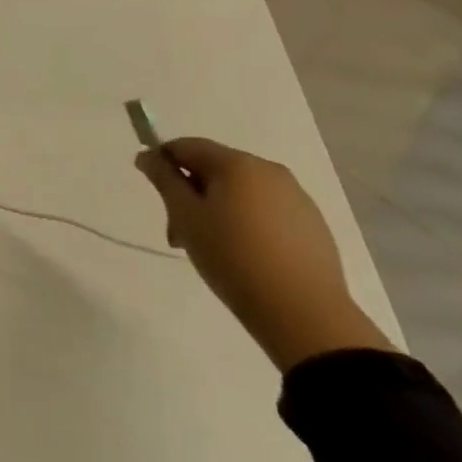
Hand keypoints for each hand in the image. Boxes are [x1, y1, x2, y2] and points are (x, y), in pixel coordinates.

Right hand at [137, 137, 393, 371]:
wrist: (304, 315)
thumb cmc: (233, 257)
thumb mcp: (186, 216)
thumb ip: (164, 180)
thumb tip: (147, 155)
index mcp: (237, 163)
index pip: (187, 146)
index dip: (163, 162)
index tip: (153, 191)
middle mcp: (269, 170)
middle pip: (214, 169)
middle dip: (190, 193)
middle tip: (178, 233)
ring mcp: (297, 198)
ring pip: (240, 192)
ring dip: (216, 210)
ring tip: (210, 249)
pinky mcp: (313, 226)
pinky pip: (266, 211)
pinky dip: (246, 223)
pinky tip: (243, 256)